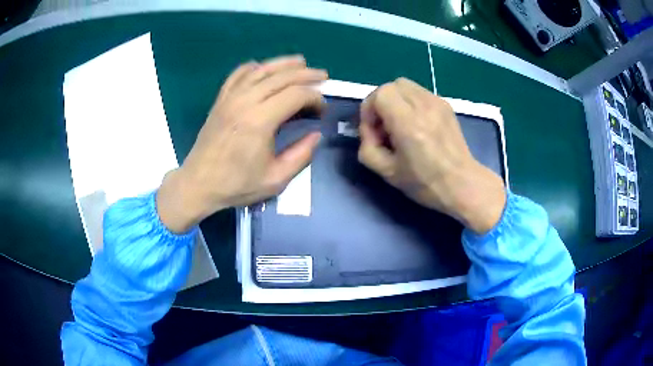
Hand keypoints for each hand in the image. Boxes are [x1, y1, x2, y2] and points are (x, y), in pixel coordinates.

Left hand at [157, 56, 326, 232]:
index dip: (315, 97)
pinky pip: (238, 74)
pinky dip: (253, 68)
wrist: (198, 184)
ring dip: (283, 64)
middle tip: (323, 76)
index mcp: (260, 121)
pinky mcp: (220, 100)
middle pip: (281, 77)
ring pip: (261, 70)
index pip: (296, 95)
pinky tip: (262, 68)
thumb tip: (316, 134)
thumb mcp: (276, 180)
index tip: (322, 109)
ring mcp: (230, 98)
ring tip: (301, 62)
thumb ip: (301, 155)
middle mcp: (245, 101)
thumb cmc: (236, 184)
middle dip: (306, 74)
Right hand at [358, 78, 505, 233]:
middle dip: (381, 102)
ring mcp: (437, 102)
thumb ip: (367, 148)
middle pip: (392, 85)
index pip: (380, 94)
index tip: (373, 130)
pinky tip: (416, 124)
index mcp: (408, 122)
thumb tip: (369, 132)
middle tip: (384, 125)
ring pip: (406, 86)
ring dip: (396, 101)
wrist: (462, 183)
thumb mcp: (387, 172)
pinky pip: (420, 93)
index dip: (369, 109)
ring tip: (400, 123)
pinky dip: (410, 103)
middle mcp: (423, 105)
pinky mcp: (446, 105)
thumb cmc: (425, 182)